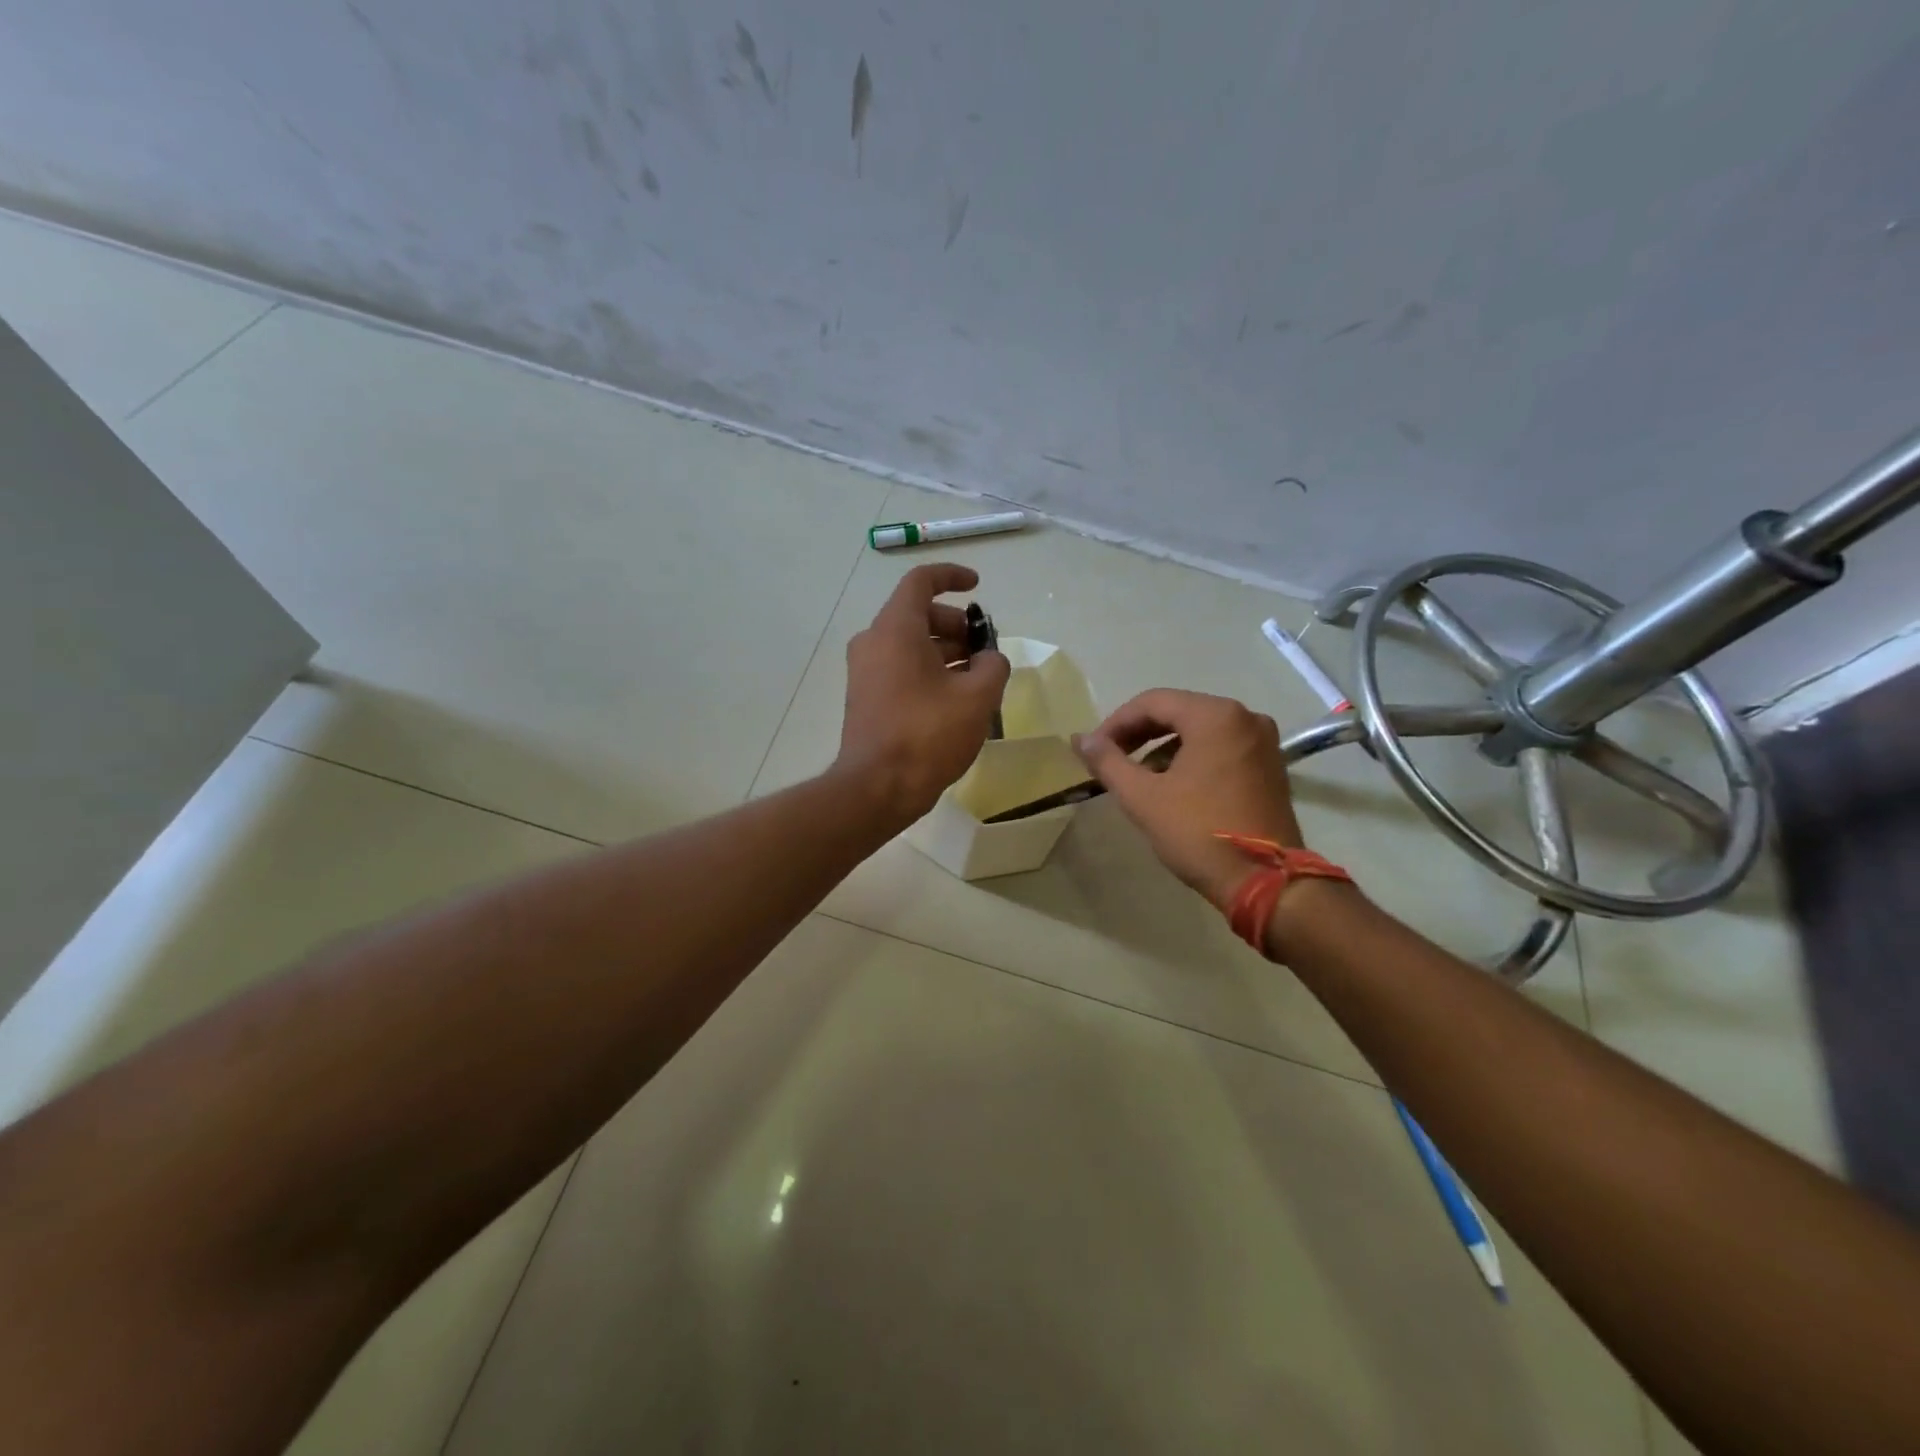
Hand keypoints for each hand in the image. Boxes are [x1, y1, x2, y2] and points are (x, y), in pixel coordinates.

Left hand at [837, 563, 1010, 824]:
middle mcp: (873, 642)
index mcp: (896, 629)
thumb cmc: (928, 734)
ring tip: (979, 679)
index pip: (921, 582)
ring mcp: (865, 671)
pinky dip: (929, 671)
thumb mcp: (977, 697)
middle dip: (957, 625)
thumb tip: (989, 659)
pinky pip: (901, 669)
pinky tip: (956, 699)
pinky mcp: (866, 697)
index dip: (952, 577)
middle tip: (986, 650)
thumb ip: (993, 666)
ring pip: (911, 645)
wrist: (877, 787)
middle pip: (918, 615)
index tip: (978, 587)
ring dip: (947, 652)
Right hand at [1074, 689, 1303, 909]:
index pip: (1152, 702)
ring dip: (1163, 747)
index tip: (1093, 749)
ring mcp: (1263, 742)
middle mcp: (1245, 718)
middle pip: (1178, 712)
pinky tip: (1172, 786)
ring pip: (1200, 730)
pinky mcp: (1270, 767)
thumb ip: (1107, 761)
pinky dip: (1191, 758)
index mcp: (1215, 716)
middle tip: (1110, 759)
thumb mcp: (1142, 797)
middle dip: (1139, 734)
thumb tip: (1080, 739)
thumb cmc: (1199, 833)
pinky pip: (1221, 747)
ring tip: (1138, 777)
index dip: (1116, 723)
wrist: (1265, 882)